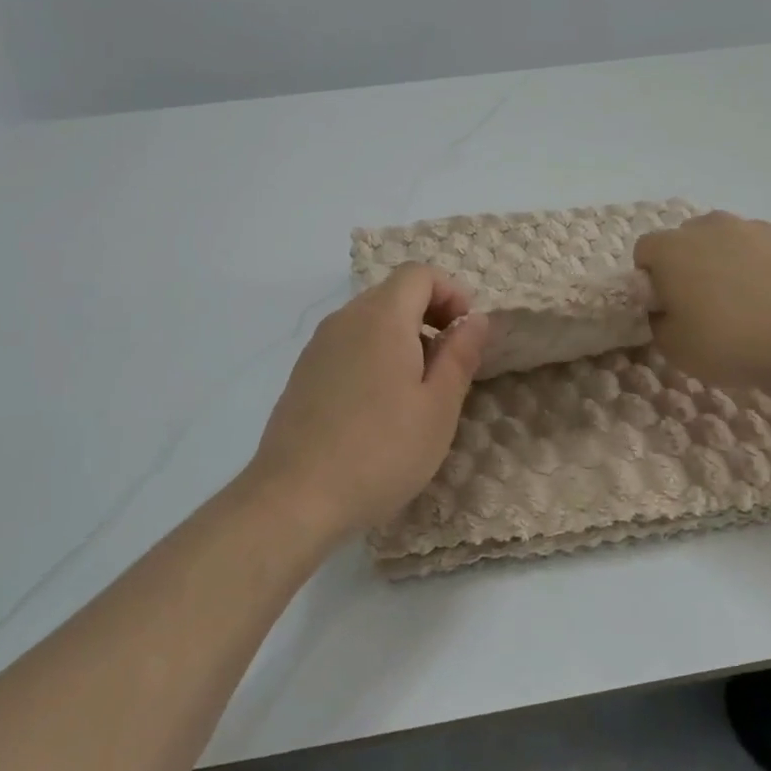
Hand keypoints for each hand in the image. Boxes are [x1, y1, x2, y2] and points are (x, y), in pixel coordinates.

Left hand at [249, 265, 488, 538]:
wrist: (294, 497)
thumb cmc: (381, 451)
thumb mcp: (438, 407)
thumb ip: (460, 355)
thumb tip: (475, 319)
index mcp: (382, 317)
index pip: (419, 273)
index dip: (451, 292)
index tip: (468, 331)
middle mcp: (345, 319)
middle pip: (394, 293)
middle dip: (430, 314)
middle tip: (450, 363)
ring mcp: (318, 345)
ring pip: (370, 319)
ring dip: (402, 337)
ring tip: (417, 389)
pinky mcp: (303, 373)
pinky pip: (348, 344)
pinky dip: (374, 355)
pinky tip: (379, 406)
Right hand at [634, 211, 770, 396]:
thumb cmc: (732, 344)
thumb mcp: (675, 349)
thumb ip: (659, 322)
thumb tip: (665, 310)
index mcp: (673, 250)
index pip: (645, 252)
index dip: (651, 280)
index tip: (667, 307)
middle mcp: (712, 226)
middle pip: (689, 240)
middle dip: (692, 266)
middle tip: (707, 307)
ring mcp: (759, 227)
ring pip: (734, 241)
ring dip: (734, 264)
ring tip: (753, 306)